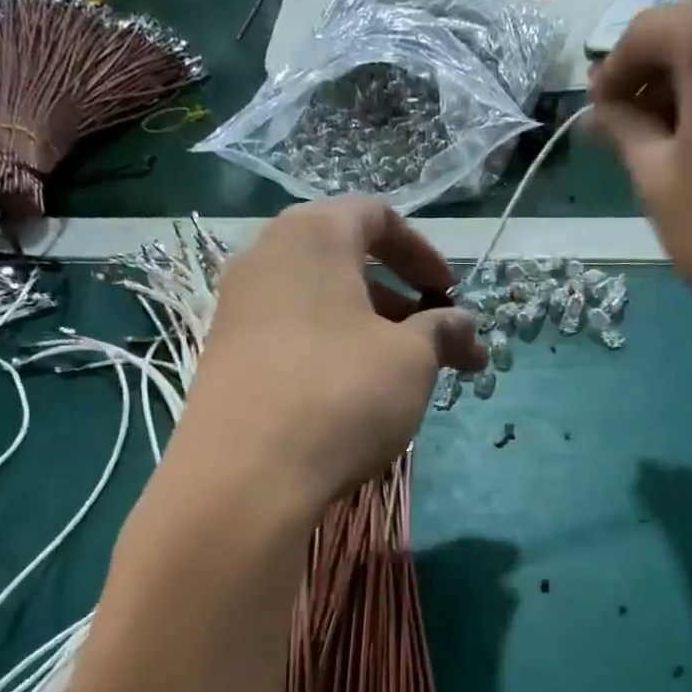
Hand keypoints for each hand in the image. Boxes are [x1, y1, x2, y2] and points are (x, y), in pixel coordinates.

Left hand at [150, 199, 484, 526]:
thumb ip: (444, 331)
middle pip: (346, 260)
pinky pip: (292, 334)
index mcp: (313, 236)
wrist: (245, 475)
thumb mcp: (412, 360)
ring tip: (403, 375)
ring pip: (319, 302)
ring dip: (370, 328)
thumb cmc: (342, 394)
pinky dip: (332, 350)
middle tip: (435, 341)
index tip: (451, 296)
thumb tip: (466, 326)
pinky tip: (354, 396)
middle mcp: (266, 258)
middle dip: (401, 298)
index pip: (376, 216)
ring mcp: (238, 308)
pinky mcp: (226, 355)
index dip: (424, 252)